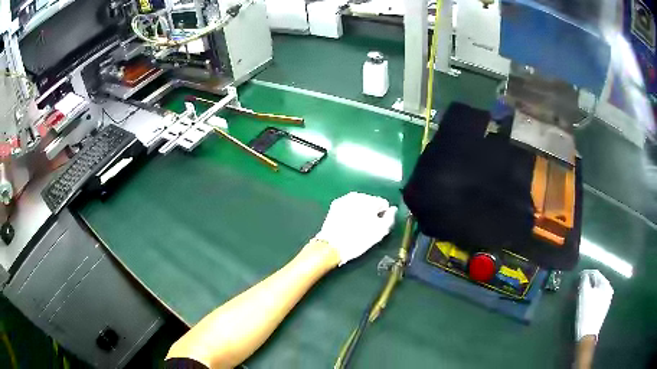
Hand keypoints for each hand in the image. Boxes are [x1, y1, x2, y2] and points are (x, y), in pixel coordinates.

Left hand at [314, 192, 397, 265]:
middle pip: (371, 202)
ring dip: (360, 211)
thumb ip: (390, 218)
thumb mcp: (380, 232)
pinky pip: (348, 206)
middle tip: (368, 227)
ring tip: (357, 226)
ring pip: (359, 203)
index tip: (378, 226)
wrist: (332, 245)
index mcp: (370, 200)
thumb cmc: (359, 239)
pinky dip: (350, 212)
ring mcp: (344, 199)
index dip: (383, 215)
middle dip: (371, 211)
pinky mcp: (335, 205)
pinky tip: (348, 223)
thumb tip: (392, 209)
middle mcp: (357, 195)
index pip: (384, 203)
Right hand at [576, 269, 613, 340]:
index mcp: (606, 284)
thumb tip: (584, 275)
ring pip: (597, 290)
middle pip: (597, 282)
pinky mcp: (602, 309)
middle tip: (579, 285)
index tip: (578, 276)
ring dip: (589, 290)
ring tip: (581, 293)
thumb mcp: (584, 294)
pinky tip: (585, 302)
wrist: (587, 334)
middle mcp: (609, 290)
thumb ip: (584, 280)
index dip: (586, 273)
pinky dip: (591, 297)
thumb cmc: (586, 313)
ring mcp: (607, 300)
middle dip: (588, 282)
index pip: (596, 273)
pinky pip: (597, 298)